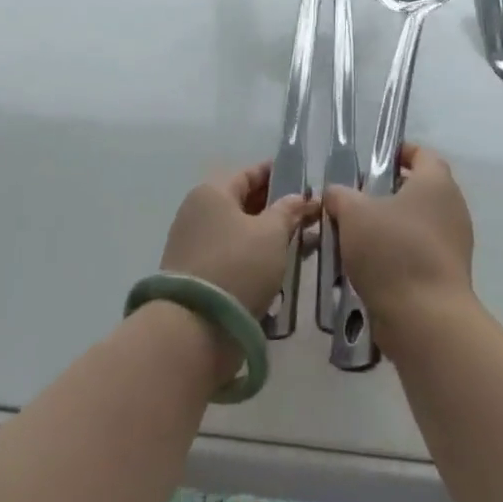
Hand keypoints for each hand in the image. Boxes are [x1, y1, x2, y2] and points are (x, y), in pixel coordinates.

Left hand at [161, 163, 315, 317]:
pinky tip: (279, 266)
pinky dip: (255, 255)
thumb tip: (299, 198)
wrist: (194, 327)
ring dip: (268, 234)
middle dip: (276, 207)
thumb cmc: (238, 265)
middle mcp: (198, 212)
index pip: (249, 173)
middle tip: (308, 215)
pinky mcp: (197, 274)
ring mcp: (194, 244)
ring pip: (239, 231)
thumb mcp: (272, 233)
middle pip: (243, 202)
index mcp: (212, 192)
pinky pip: (233, 254)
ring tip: (301, 242)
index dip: (277, 174)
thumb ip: (289, 210)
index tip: (303, 180)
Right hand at [325, 144, 474, 332]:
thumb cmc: (392, 250)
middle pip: (419, 190)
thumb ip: (340, 196)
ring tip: (355, 236)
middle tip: (355, 201)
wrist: (425, 318)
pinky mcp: (448, 274)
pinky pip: (418, 253)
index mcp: (436, 182)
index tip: (373, 160)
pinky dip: (397, 254)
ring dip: (389, 227)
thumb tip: (336, 194)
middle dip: (387, 193)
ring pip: (416, 224)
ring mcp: (454, 243)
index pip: (422, 154)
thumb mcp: (353, 213)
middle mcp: (452, 208)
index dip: (399, 152)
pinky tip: (368, 266)